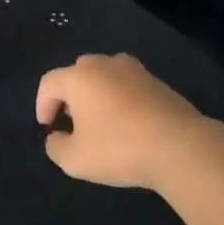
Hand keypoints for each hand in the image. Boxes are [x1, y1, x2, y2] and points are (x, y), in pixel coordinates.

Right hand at [35, 53, 215, 190]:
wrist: (181, 147)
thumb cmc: (119, 149)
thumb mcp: (74, 159)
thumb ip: (56, 147)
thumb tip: (56, 137)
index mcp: (79, 77)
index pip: (49, 83)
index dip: (42, 105)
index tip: (47, 128)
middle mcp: (104, 65)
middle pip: (77, 73)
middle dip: (69, 95)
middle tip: (72, 121)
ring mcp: (135, 71)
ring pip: (105, 76)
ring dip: (97, 94)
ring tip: (100, 121)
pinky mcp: (158, 82)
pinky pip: (129, 86)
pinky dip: (121, 99)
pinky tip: (128, 124)